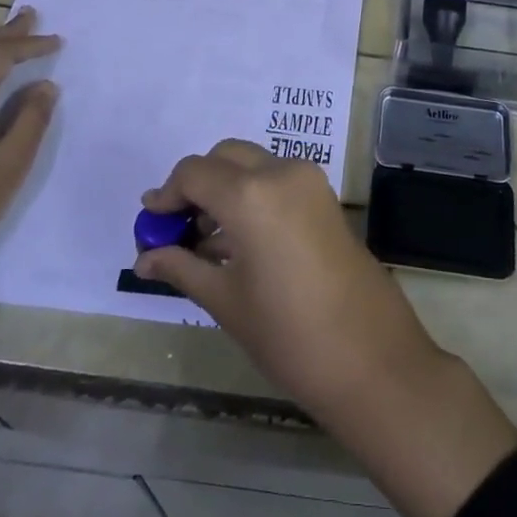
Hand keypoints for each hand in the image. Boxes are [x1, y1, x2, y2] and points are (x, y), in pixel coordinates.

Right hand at [134, 140, 437, 410]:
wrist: (371, 358)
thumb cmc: (288, 334)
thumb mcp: (225, 301)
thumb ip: (181, 267)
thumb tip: (145, 257)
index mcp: (251, 194)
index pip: (194, 172)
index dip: (166, 195)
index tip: (151, 224)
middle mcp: (281, 172)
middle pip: (225, 158)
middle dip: (197, 185)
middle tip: (177, 228)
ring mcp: (310, 182)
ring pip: (253, 165)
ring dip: (225, 189)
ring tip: (204, 242)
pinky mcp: (326, 198)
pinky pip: (277, 180)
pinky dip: (252, 195)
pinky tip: (237, 242)